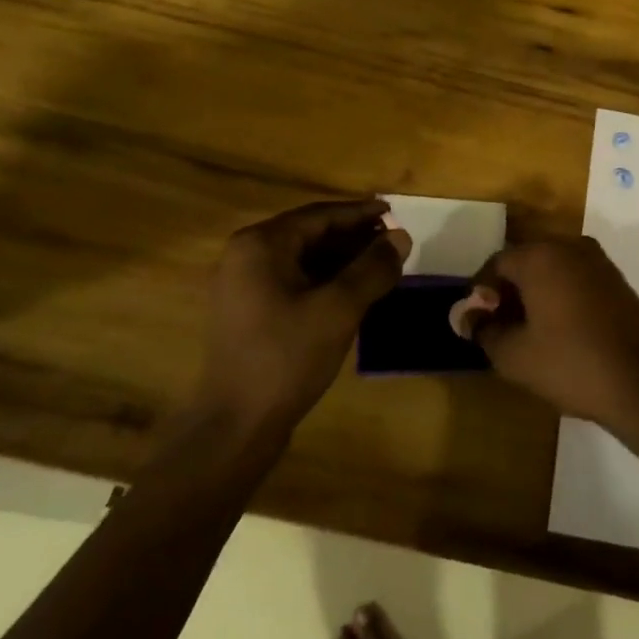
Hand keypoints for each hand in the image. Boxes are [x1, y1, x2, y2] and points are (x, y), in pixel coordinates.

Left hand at [202, 199, 410, 427]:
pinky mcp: (249, 312)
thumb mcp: (339, 309)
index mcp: (261, 244)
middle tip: (393, 243)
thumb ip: (372, 268)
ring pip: (303, 260)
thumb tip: (401, 237)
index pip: (320, 215)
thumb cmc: (286, 357)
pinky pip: (293, 282)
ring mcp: (244, 286)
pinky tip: (354, 294)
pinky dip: (325, 281)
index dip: (360, 213)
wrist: (236, 425)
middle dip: (353, 238)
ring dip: (342, 261)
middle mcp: (246, 256)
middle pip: (310, 234)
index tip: (395, 213)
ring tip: (381, 267)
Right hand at [456, 237, 638, 429]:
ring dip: (534, 294)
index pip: (496, 264)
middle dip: (507, 292)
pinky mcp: (617, 280)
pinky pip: (575, 279)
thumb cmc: (571, 365)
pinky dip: (560, 296)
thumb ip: (484, 330)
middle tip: (499, 328)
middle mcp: (570, 247)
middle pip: (525, 261)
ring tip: (527, 333)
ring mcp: (598, 261)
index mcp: (541, 256)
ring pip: (552, 270)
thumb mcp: (514, 356)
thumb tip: (469, 317)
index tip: (477, 324)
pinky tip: (559, 331)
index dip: (480, 294)